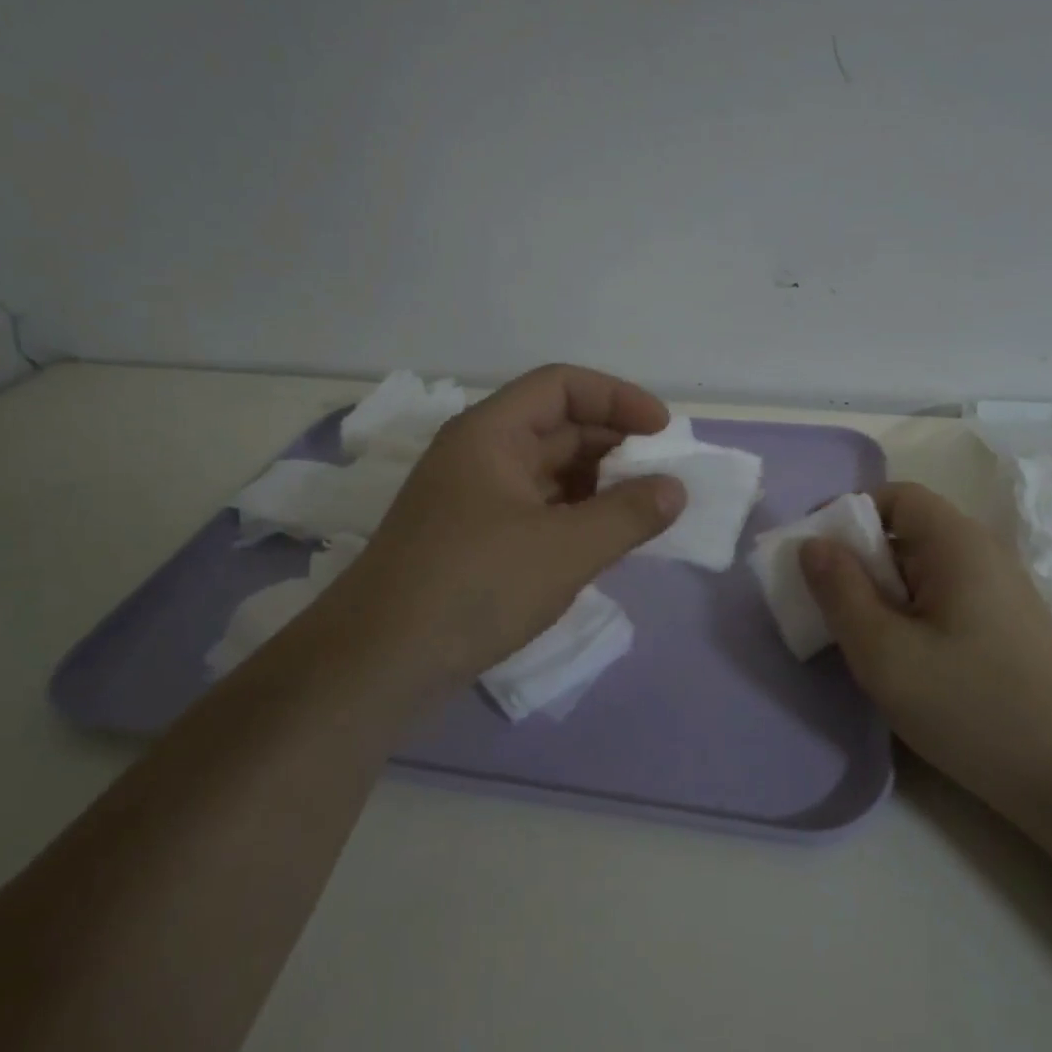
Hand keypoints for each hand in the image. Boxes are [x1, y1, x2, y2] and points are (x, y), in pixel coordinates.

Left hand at [300, 365, 684, 699]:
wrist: (376, 665)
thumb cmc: (474, 587)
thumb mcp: (564, 550)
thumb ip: (628, 515)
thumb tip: (675, 489)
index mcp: (491, 434)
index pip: (561, 386)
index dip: (617, 398)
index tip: (663, 432)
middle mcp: (479, 455)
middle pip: (557, 426)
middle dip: (613, 444)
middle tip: (661, 475)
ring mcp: (473, 499)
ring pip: (548, 471)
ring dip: (597, 483)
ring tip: (641, 511)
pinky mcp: (473, 539)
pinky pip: (537, 508)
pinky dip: (575, 515)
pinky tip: (603, 540)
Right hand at [799, 482, 1051, 823]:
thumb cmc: (969, 706)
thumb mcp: (883, 652)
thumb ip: (839, 591)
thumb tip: (812, 544)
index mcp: (958, 543)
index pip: (896, 496)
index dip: (850, 515)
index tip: (818, 560)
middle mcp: (984, 553)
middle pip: (908, 532)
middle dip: (861, 561)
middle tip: (831, 608)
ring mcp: (1001, 591)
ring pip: (924, 570)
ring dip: (884, 593)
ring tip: (863, 640)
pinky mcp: (1006, 625)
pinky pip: (945, 598)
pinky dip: (912, 614)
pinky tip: (905, 660)